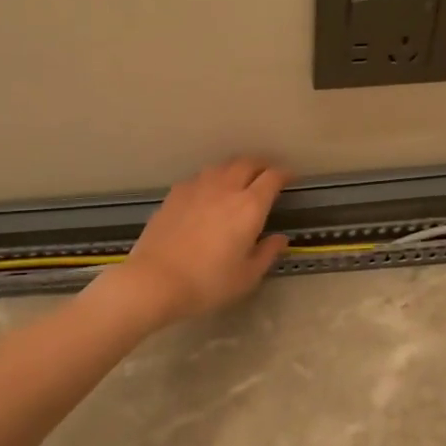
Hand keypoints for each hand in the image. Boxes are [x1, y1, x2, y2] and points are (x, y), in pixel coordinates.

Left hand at [102, 158, 290, 326]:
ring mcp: (197, 187)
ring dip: (236, 169)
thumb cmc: (207, 282)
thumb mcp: (246, 276)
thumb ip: (267, 253)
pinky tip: (208, 192)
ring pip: (222, 166)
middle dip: (261, 165)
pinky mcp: (175, 194)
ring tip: (239, 180)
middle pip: (247, 163)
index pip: (272, 177)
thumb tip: (280, 239)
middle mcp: (225, 188)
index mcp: (249, 206)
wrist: (155, 280)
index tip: (290, 178)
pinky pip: (200, 177)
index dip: (285, 174)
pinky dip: (212, 179)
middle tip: (267, 176)